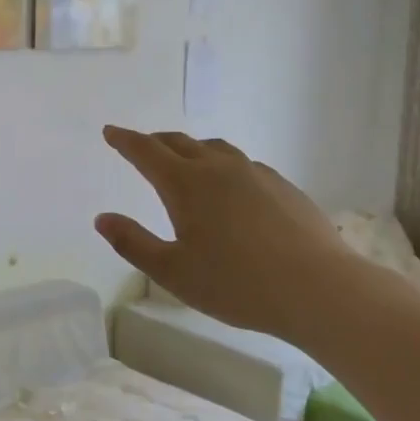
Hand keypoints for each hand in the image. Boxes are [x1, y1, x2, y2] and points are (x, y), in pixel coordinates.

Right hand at [95, 126, 352, 338]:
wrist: (317, 289)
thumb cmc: (235, 284)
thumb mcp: (171, 271)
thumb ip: (132, 242)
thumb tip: (102, 218)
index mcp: (186, 184)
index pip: (147, 152)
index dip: (125, 140)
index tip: (110, 131)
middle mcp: (220, 168)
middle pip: (181, 143)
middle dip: (155, 142)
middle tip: (140, 145)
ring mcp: (257, 174)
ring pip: (216, 149)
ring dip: (191, 149)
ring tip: (184, 161)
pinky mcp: (284, 187)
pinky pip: (244, 165)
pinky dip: (223, 166)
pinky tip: (230, 189)